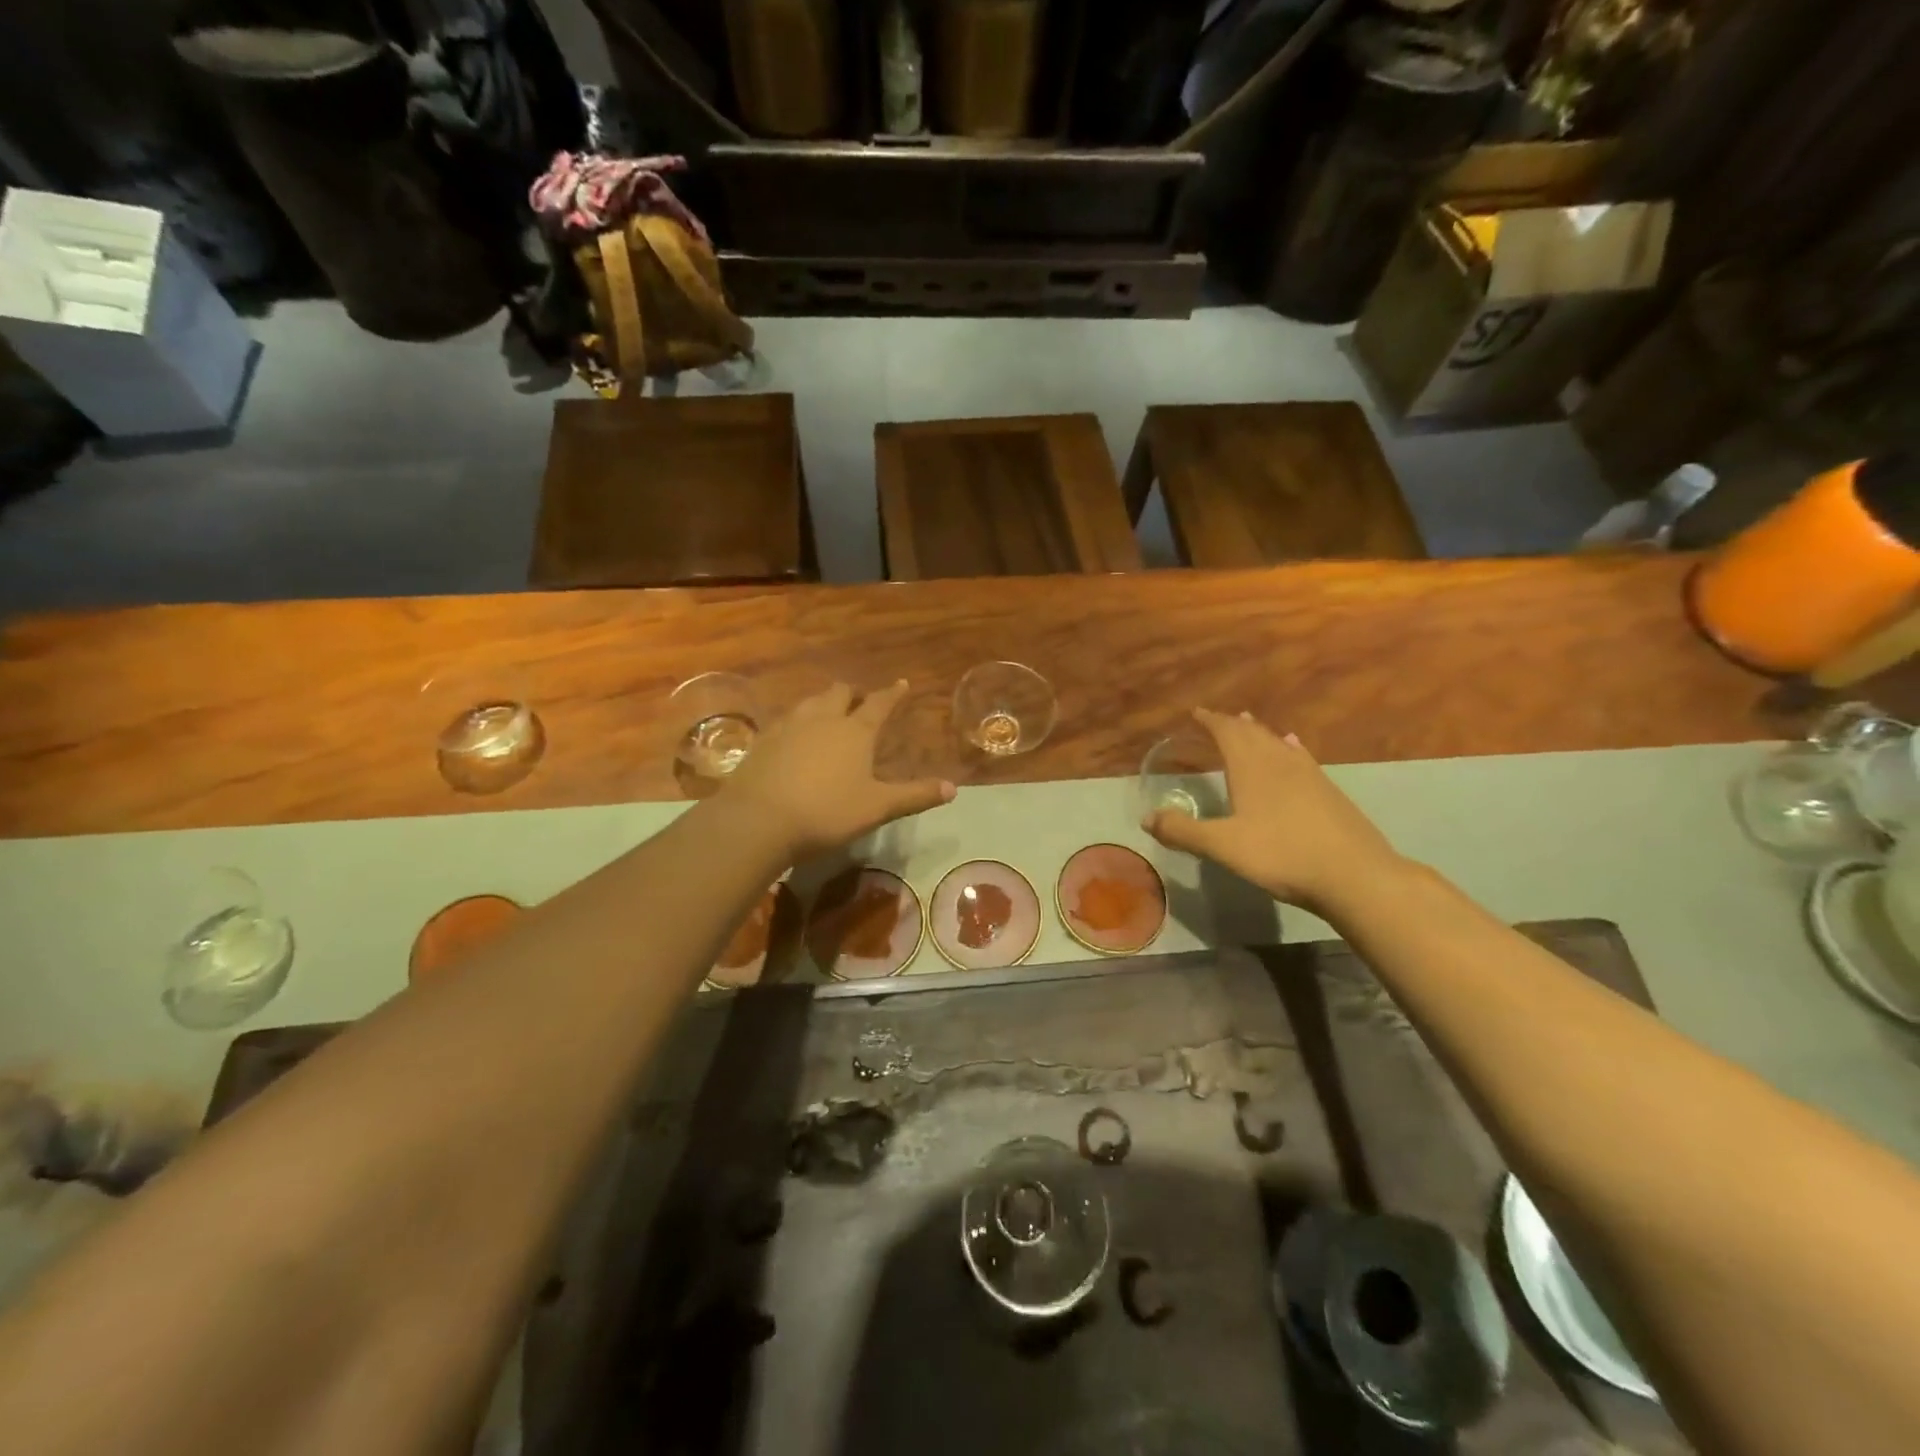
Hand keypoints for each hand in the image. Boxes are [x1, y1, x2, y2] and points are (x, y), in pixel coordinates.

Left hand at [724, 681, 953, 858]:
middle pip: (840, 693)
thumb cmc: (827, 812)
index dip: (893, 693)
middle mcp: (823, 718)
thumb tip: (953, 788)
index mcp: (855, 731)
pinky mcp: (763, 740)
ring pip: (810, 702)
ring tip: (828, 712)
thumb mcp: (877, 807)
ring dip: (824, 703)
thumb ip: (914, 796)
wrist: (759, 819)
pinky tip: (794, 736)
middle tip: (861, 701)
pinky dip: (797, 721)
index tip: (902, 683)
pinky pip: (785, 720)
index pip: (880, 704)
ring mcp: (789, 726)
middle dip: (854, 694)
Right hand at [1142, 708, 1403, 915]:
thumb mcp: (1222, 847)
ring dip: (1259, 732)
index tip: (1196, 713)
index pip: (1227, 732)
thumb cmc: (1282, 855)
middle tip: (1217, 719)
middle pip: (1253, 733)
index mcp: (1251, 768)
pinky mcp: (1329, 791)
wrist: (1355, 875)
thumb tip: (1146, 818)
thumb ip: (1183, 831)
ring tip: (1250, 723)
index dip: (1211, 721)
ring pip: (1278, 743)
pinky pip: (1301, 757)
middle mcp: (1279, 762)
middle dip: (1232, 724)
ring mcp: (1309, 775)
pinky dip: (1289, 747)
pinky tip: (1293, 747)